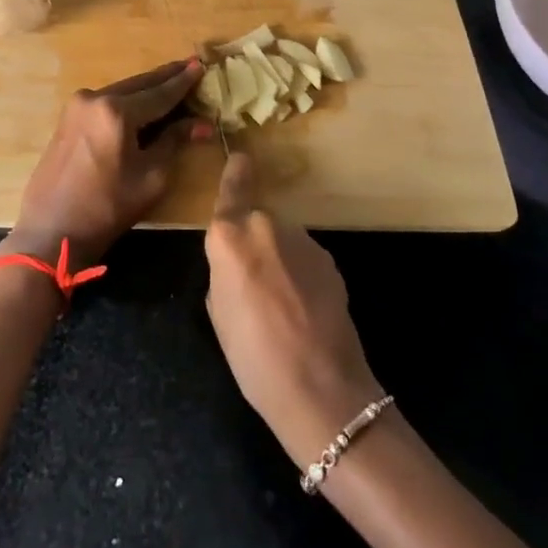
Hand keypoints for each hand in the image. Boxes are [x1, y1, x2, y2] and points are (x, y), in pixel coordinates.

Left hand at [4, 58, 210, 269]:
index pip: (160, 93)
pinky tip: (141, 103)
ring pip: (121, 91)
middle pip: (139, 84)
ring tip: (170, 82)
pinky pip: (105, 102)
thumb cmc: (107, 208)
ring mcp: (77, 106)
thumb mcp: (150, 178)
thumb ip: (174, 142)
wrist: (52, 229)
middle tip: (189, 65)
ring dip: (146, 89)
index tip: (201, 65)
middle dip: (165, 77)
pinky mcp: (68, 118)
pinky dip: (126, 100)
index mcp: (116, 111)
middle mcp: (94, 98)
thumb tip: (202, 124)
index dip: (183, 82)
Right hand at [204, 154, 384, 466]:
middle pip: (256, 220)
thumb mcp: (218, 312)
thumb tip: (235, 262)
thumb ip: (222, 271)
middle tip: (251, 284)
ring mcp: (303, 241)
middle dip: (253, 242)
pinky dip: (300, 274)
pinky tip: (304, 310)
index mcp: (230, 237)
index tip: (239, 158)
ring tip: (282, 306)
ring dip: (278, 260)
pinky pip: (303, 258)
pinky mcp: (329, 260)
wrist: (321, 389)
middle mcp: (266, 226)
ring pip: (282, 240)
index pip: (232, 188)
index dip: (235, 172)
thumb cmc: (253, 357)